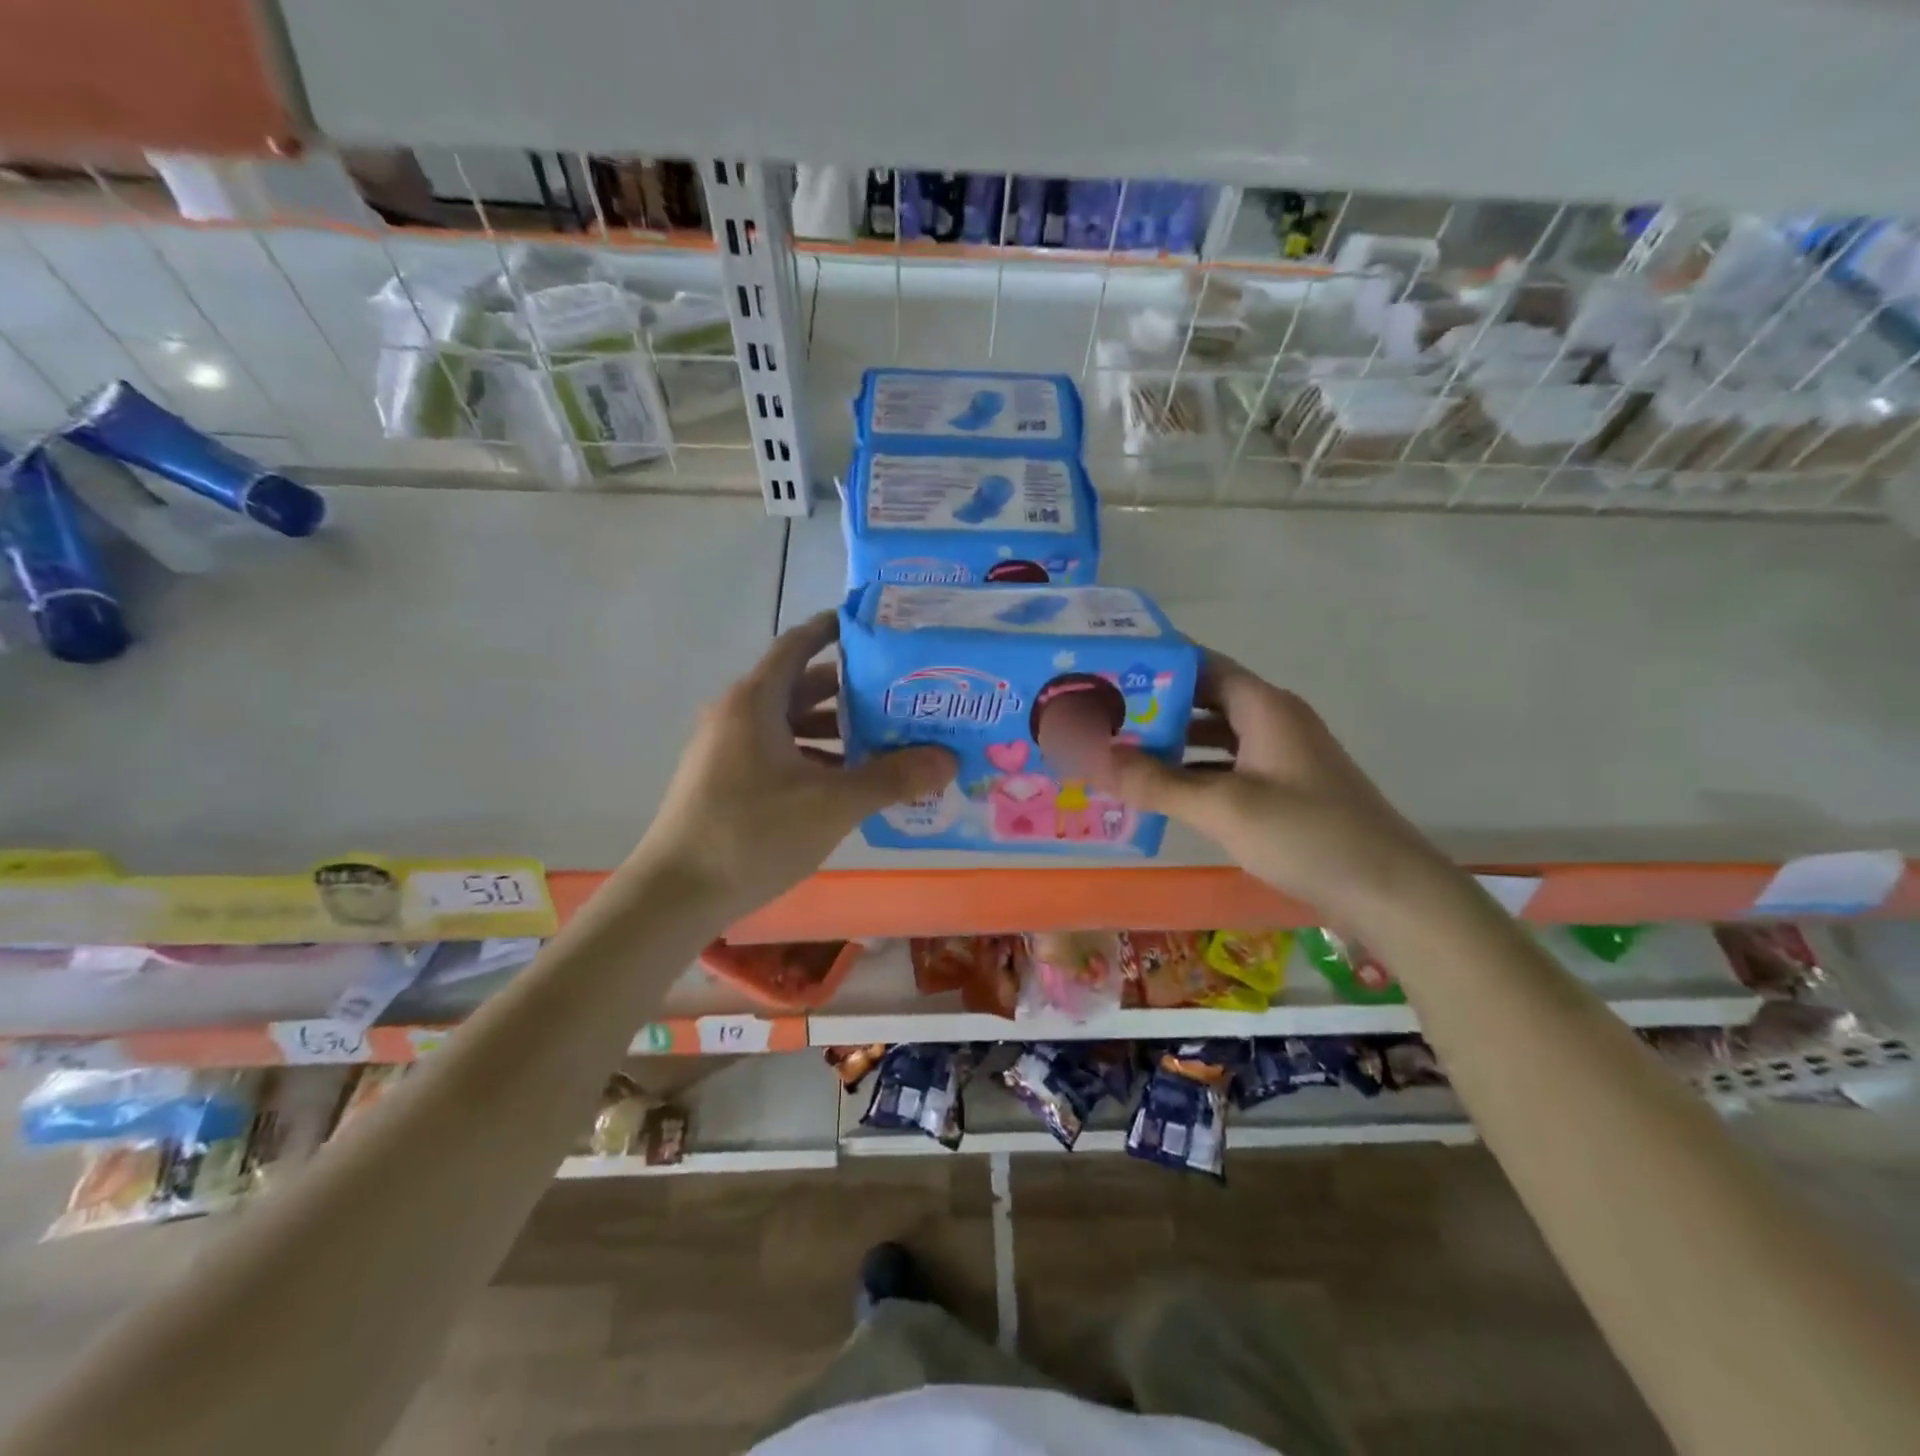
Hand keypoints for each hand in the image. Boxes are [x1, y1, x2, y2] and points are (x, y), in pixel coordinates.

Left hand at [641, 611, 954, 914]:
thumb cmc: (753, 834)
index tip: (875, 628)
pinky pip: (779, 756)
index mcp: (756, 701)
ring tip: (886, 743)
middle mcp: (738, 715)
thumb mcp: (833, 804)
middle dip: (851, 691)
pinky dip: (815, 760)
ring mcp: (727, 751)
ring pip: (790, 726)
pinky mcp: (725, 783)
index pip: (799, 644)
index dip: (834, 630)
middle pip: (801, 687)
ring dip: (835, 732)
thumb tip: (948, 759)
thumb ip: (892, 779)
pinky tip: (848, 786)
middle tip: (901, 695)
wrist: (675, 895)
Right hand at [1093, 652, 1449, 922]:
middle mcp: (1273, 721)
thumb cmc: (1308, 835)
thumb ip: (1157, 782)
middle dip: (1155, 707)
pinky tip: (1162, 791)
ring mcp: (1282, 757)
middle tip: (1100, 716)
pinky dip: (1194, 772)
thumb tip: (1092, 757)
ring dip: (1172, 743)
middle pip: (1204, 700)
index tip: (1108, 670)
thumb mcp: (1224, 807)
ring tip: (1119, 752)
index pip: (1202, 665)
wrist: (1390, 891)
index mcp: (1264, 707)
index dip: (1156, 663)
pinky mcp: (1285, 790)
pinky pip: (1227, 767)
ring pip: (1215, 736)